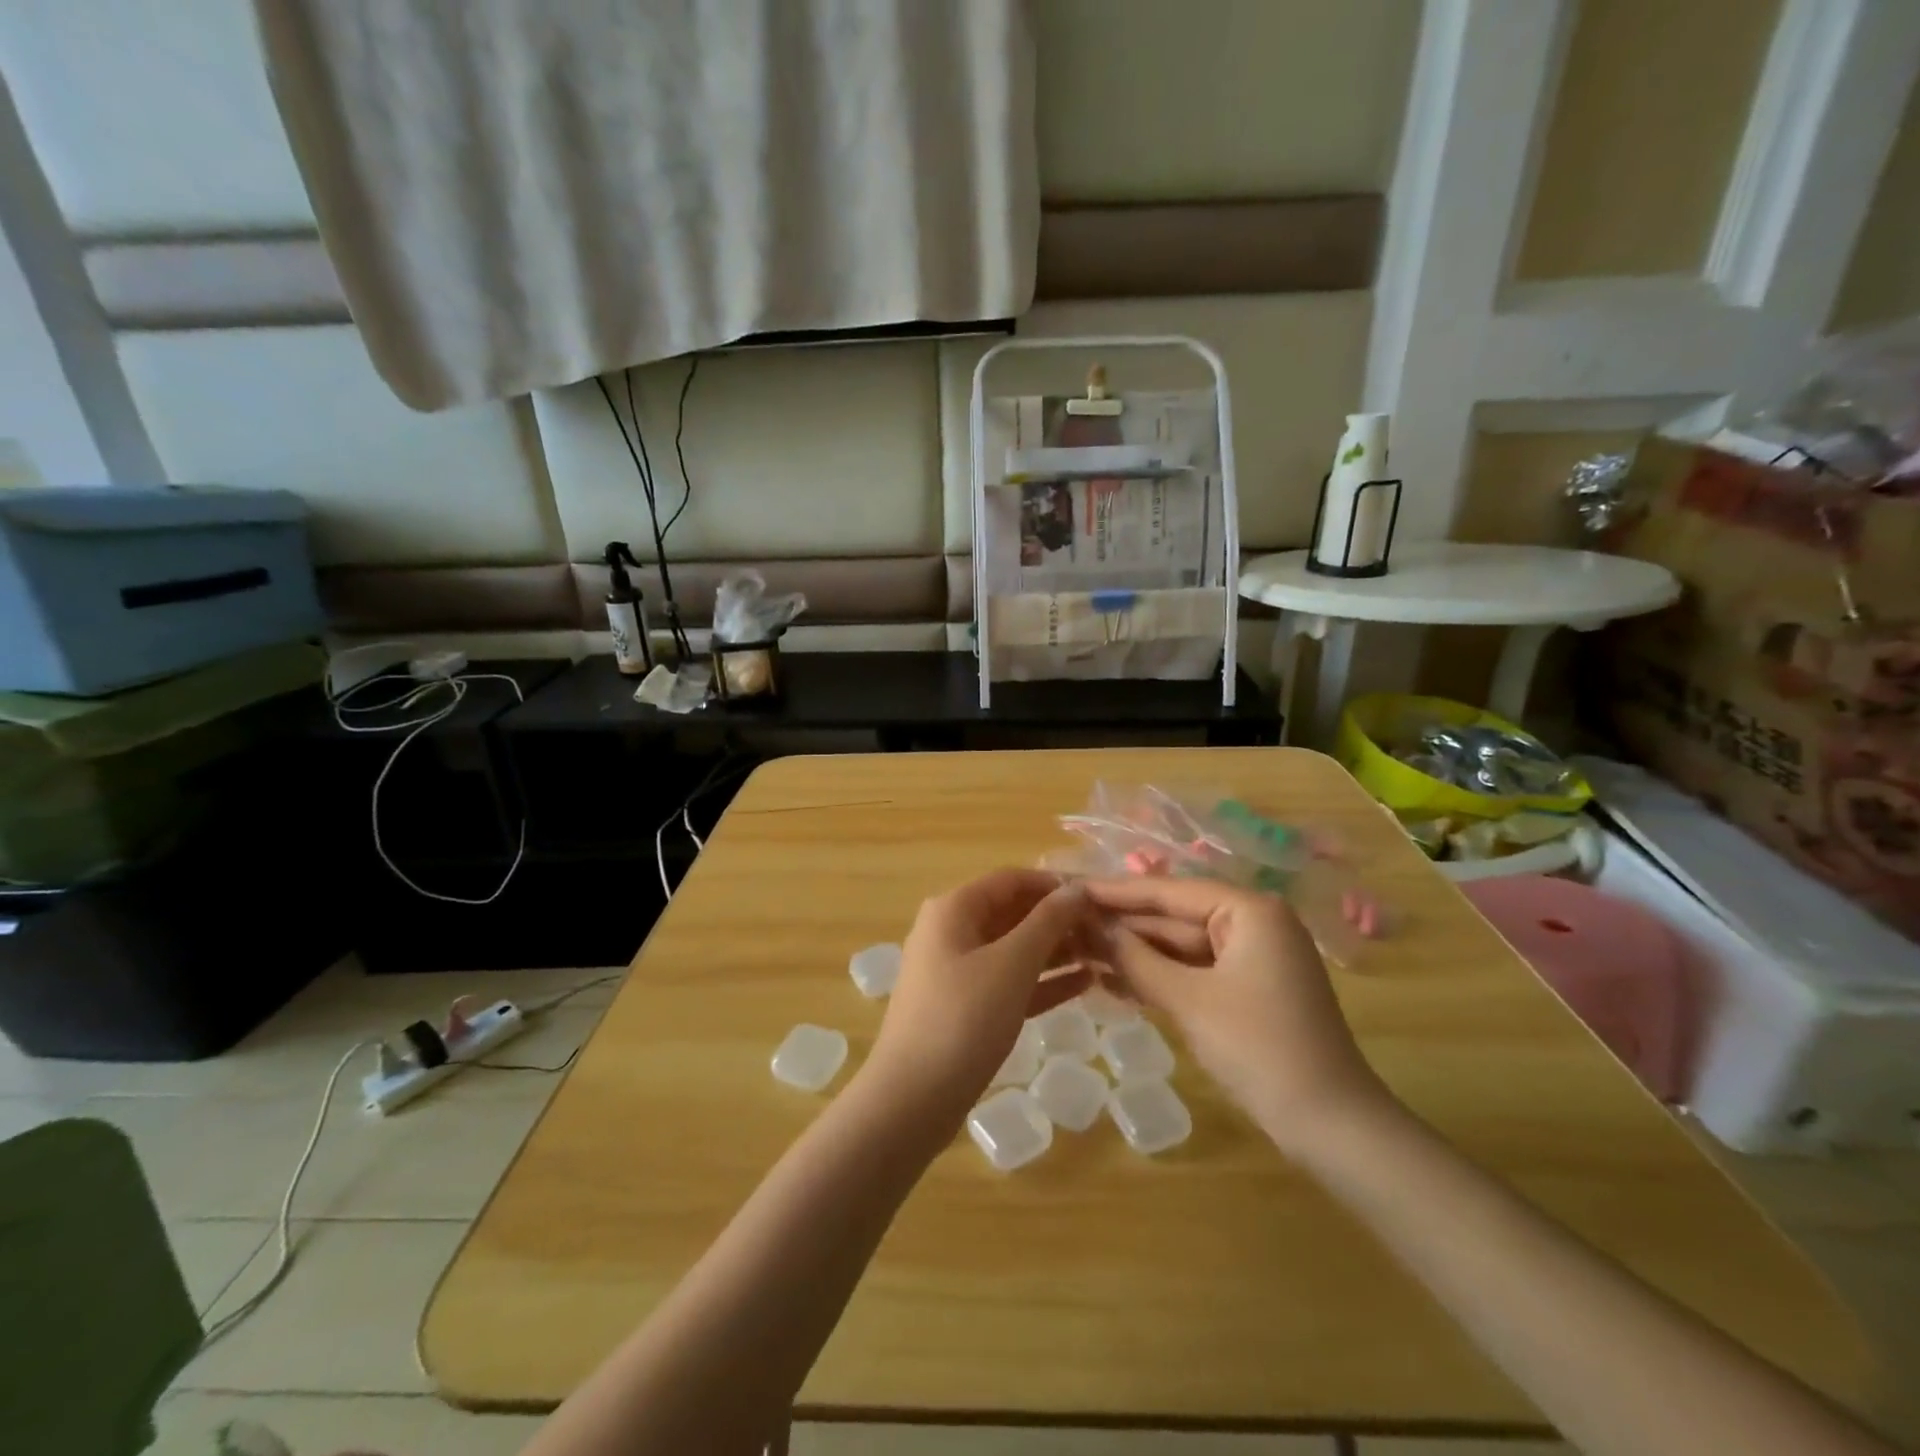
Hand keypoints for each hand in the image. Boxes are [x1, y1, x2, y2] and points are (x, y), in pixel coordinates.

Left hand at [860, 870, 1090, 1131]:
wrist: (914, 1098)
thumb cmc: (964, 1018)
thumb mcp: (1011, 964)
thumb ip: (1047, 922)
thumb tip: (1076, 889)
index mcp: (954, 909)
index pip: (1011, 879)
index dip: (1054, 884)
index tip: (1098, 896)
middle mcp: (952, 931)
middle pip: (1013, 912)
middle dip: (1059, 919)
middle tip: (1108, 930)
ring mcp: (957, 971)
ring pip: (1014, 949)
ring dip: (1057, 950)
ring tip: (1105, 955)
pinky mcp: (966, 1007)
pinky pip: (1011, 982)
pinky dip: (1044, 981)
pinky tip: (1086, 984)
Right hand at [1084, 877, 1395, 1157]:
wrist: (1330, 1126)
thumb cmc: (1259, 1048)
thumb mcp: (1189, 1000)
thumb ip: (1136, 959)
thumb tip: (1092, 928)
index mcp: (1248, 910)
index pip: (1169, 891)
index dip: (1116, 892)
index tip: (1071, 889)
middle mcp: (1253, 923)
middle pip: (1174, 916)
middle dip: (1123, 926)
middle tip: (1067, 926)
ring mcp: (1252, 958)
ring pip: (1181, 946)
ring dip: (1136, 954)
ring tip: (1079, 952)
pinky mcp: (1248, 990)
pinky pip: (1194, 972)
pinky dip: (1159, 977)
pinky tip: (1114, 982)